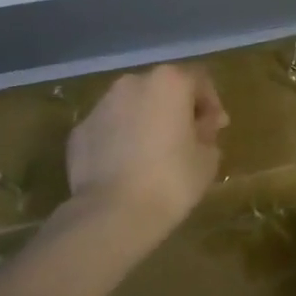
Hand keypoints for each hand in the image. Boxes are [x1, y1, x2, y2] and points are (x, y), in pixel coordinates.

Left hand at [65, 64, 227, 236]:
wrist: (111, 214)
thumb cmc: (171, 180)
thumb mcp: (208, 159)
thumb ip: (207, 134)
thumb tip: (199, 128)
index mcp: (169, 82)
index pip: (199, 81)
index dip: (211, 105)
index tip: (216, 129)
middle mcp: (133, 83)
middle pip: (163, 89)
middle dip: (176, 109)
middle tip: (186, 140)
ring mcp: (101, 106)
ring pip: (132, 106)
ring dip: (146, 122)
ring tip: (153, 155)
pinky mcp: (79, 131)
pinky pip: (109, 129)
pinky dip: (120, 140)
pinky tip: (126, 167)